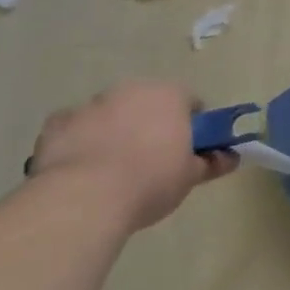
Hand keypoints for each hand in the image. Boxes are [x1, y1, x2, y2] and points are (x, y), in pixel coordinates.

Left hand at [26, 82, 234, 231]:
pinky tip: (78, 168)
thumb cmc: (148, 182)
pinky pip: (73, 128)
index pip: (189, 102)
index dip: (191, 126)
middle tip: (150, 160)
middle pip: (147, 103)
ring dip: (113, 130)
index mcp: (169, 94)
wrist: (83, 200)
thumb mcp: (188, 178)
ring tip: (110, 170)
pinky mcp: (56, 124)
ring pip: (109, 113)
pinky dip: (78, 141)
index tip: (187, 151)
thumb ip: (211, 163)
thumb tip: (232, 157)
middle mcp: (131, 89)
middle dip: (149, 124)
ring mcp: (91, 104)